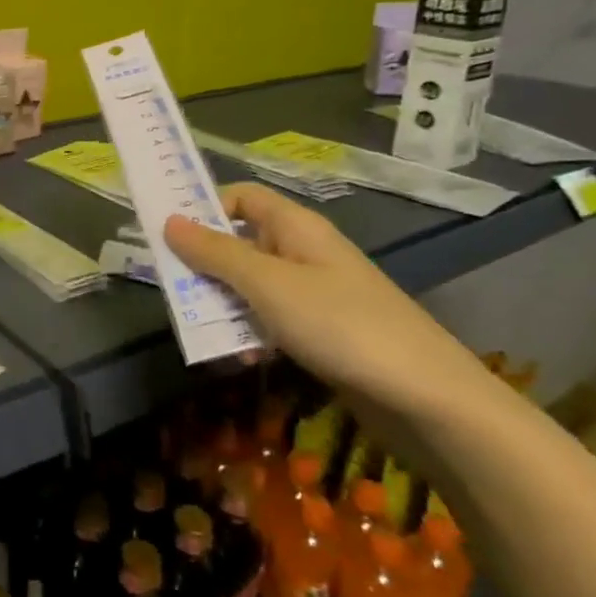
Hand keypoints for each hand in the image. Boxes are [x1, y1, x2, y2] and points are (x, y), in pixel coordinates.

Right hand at [164, 184, 488, 415]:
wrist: (427, 398)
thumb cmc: (341, 325)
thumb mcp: (268, 285)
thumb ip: (216, 253)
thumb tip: (169, 221)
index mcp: (296, 228)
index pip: (242, 198)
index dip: (205, 208)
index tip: (168, 235)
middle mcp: (304, 253)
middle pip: (241, 243)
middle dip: (206, 265)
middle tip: (174, 289)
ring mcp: (315, 294)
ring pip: (252, 286)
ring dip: (224, 305)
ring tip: (204, 332)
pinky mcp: (322, 332)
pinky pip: (272, 320)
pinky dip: (252, 333)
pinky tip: (243, 359)